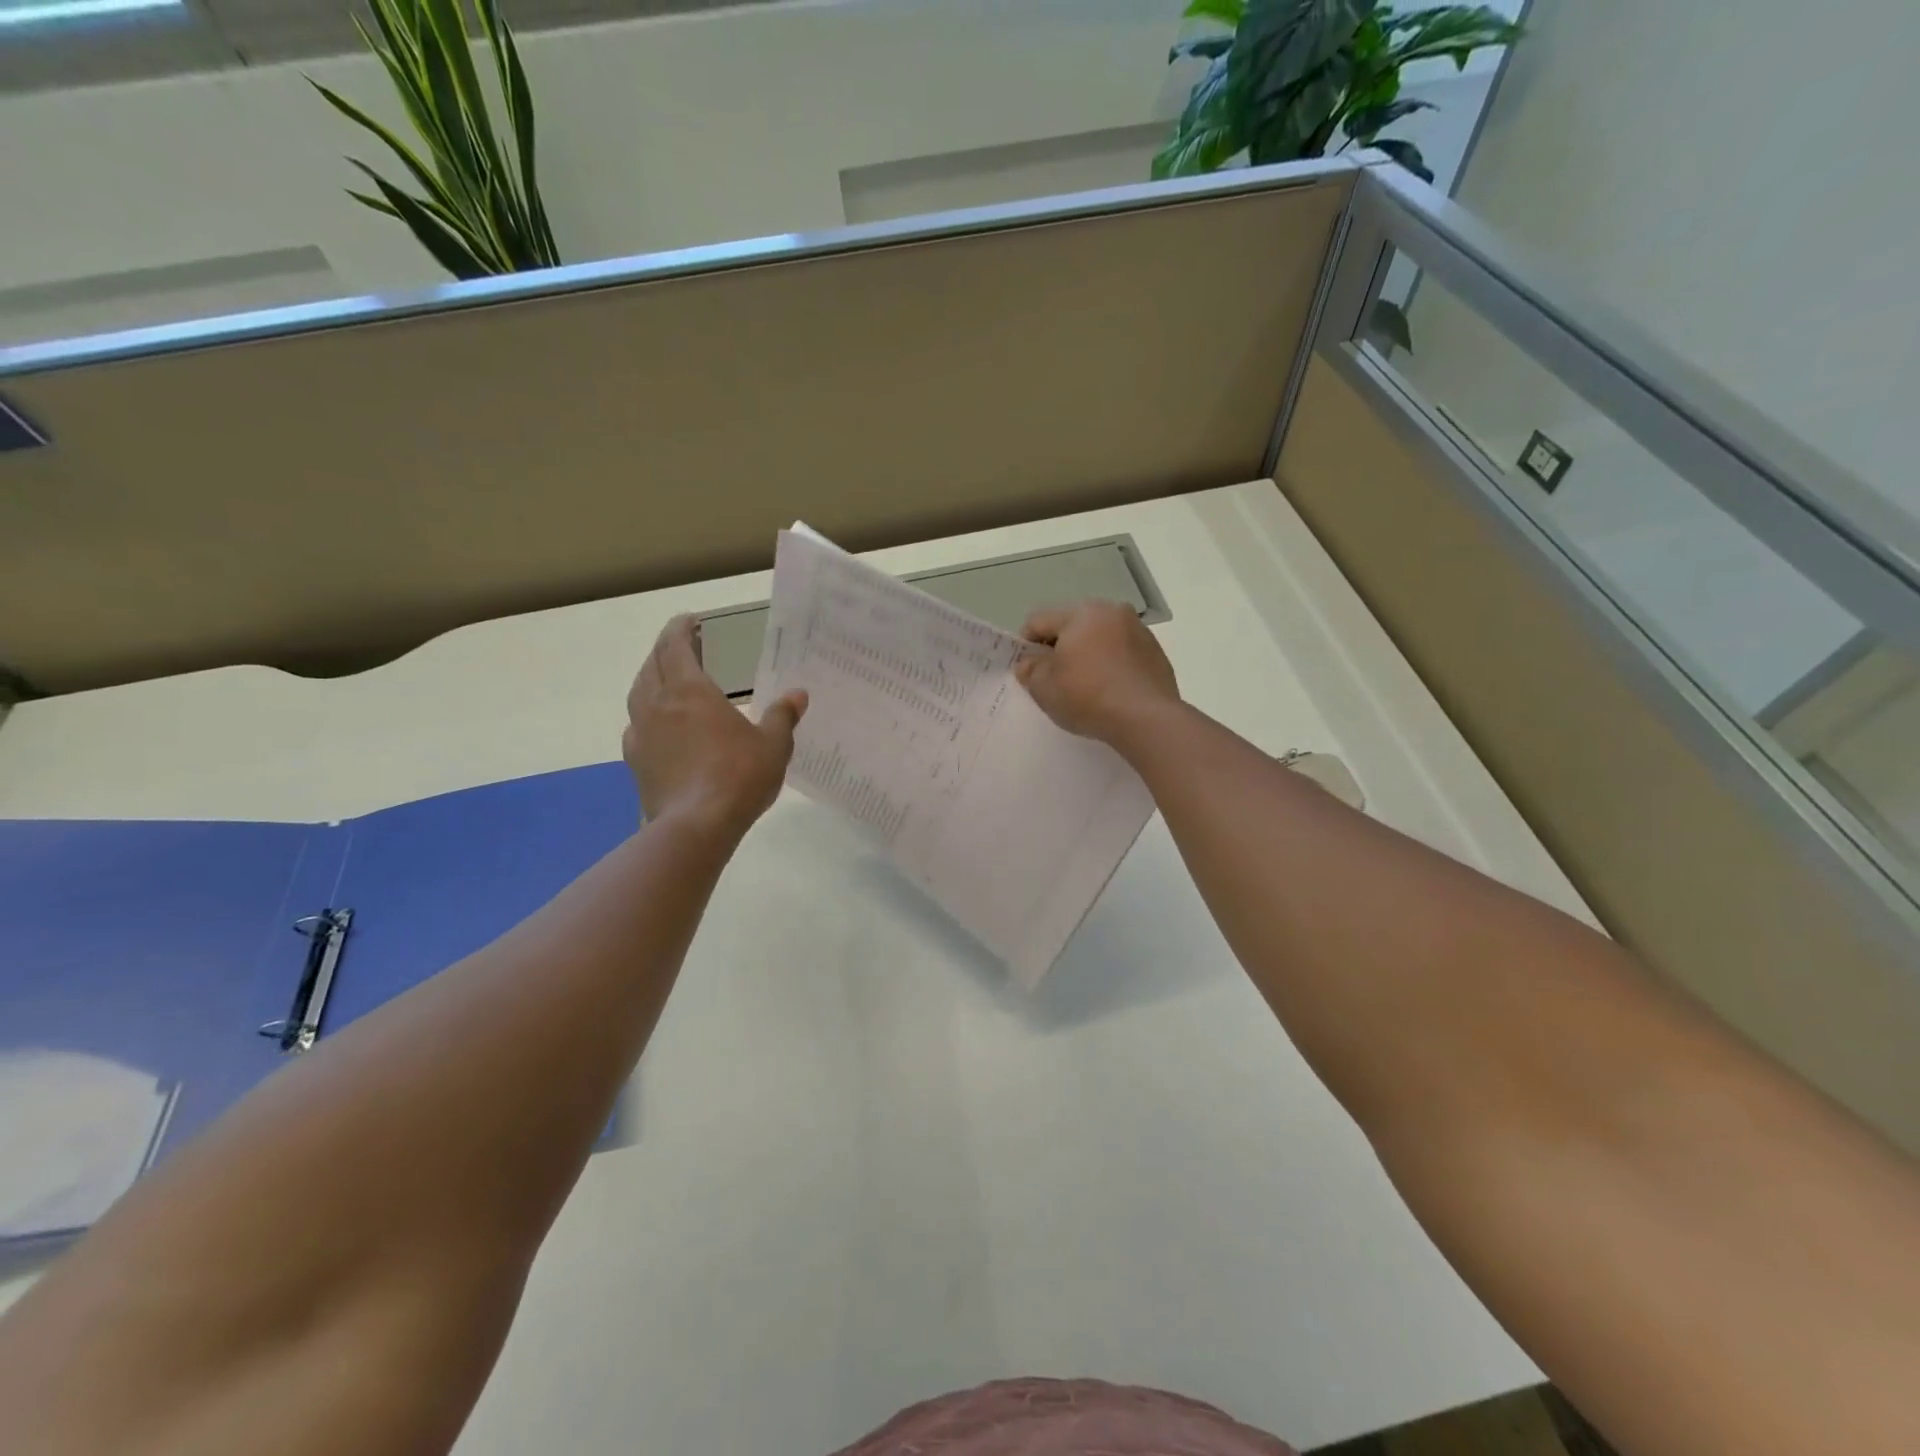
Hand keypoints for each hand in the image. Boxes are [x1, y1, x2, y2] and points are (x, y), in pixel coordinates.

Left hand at [624, 616, 806, 840]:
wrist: (695, 826)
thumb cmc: (738, 777)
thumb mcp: (773, 745)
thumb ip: (782, 716)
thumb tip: (797, 694)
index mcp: (690, 691)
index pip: (675, 646)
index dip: (680, 629)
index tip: (690, 620)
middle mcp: (658, 704)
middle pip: (652, 665)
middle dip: (665, 650)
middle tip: (683, 647)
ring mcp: (641, 733)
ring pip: (638, 693)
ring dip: (651, 678)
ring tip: (667, 680)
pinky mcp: (635, 761)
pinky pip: (636, 725)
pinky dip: (646, 714)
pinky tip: (660, 726)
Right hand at [1014, 601, 1178, 746]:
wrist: (1147, 719)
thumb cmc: (1088, 697)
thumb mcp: (1044, 688)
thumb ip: (1030, 670)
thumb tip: (1029, 662)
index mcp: (1081, 613)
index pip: (1039, 621)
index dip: (1025, 644)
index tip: (1027, 670)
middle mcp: (1111, 612)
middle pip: (1072, 625)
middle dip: (1059, 648)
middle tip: (1055, 678)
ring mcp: (1138, 630)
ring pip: (1099, 637)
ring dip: (1087, 654)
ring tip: (1084, 686)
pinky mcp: (1155, 652)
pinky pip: (1122, 652)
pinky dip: (1110, 664)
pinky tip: (1109, 690)